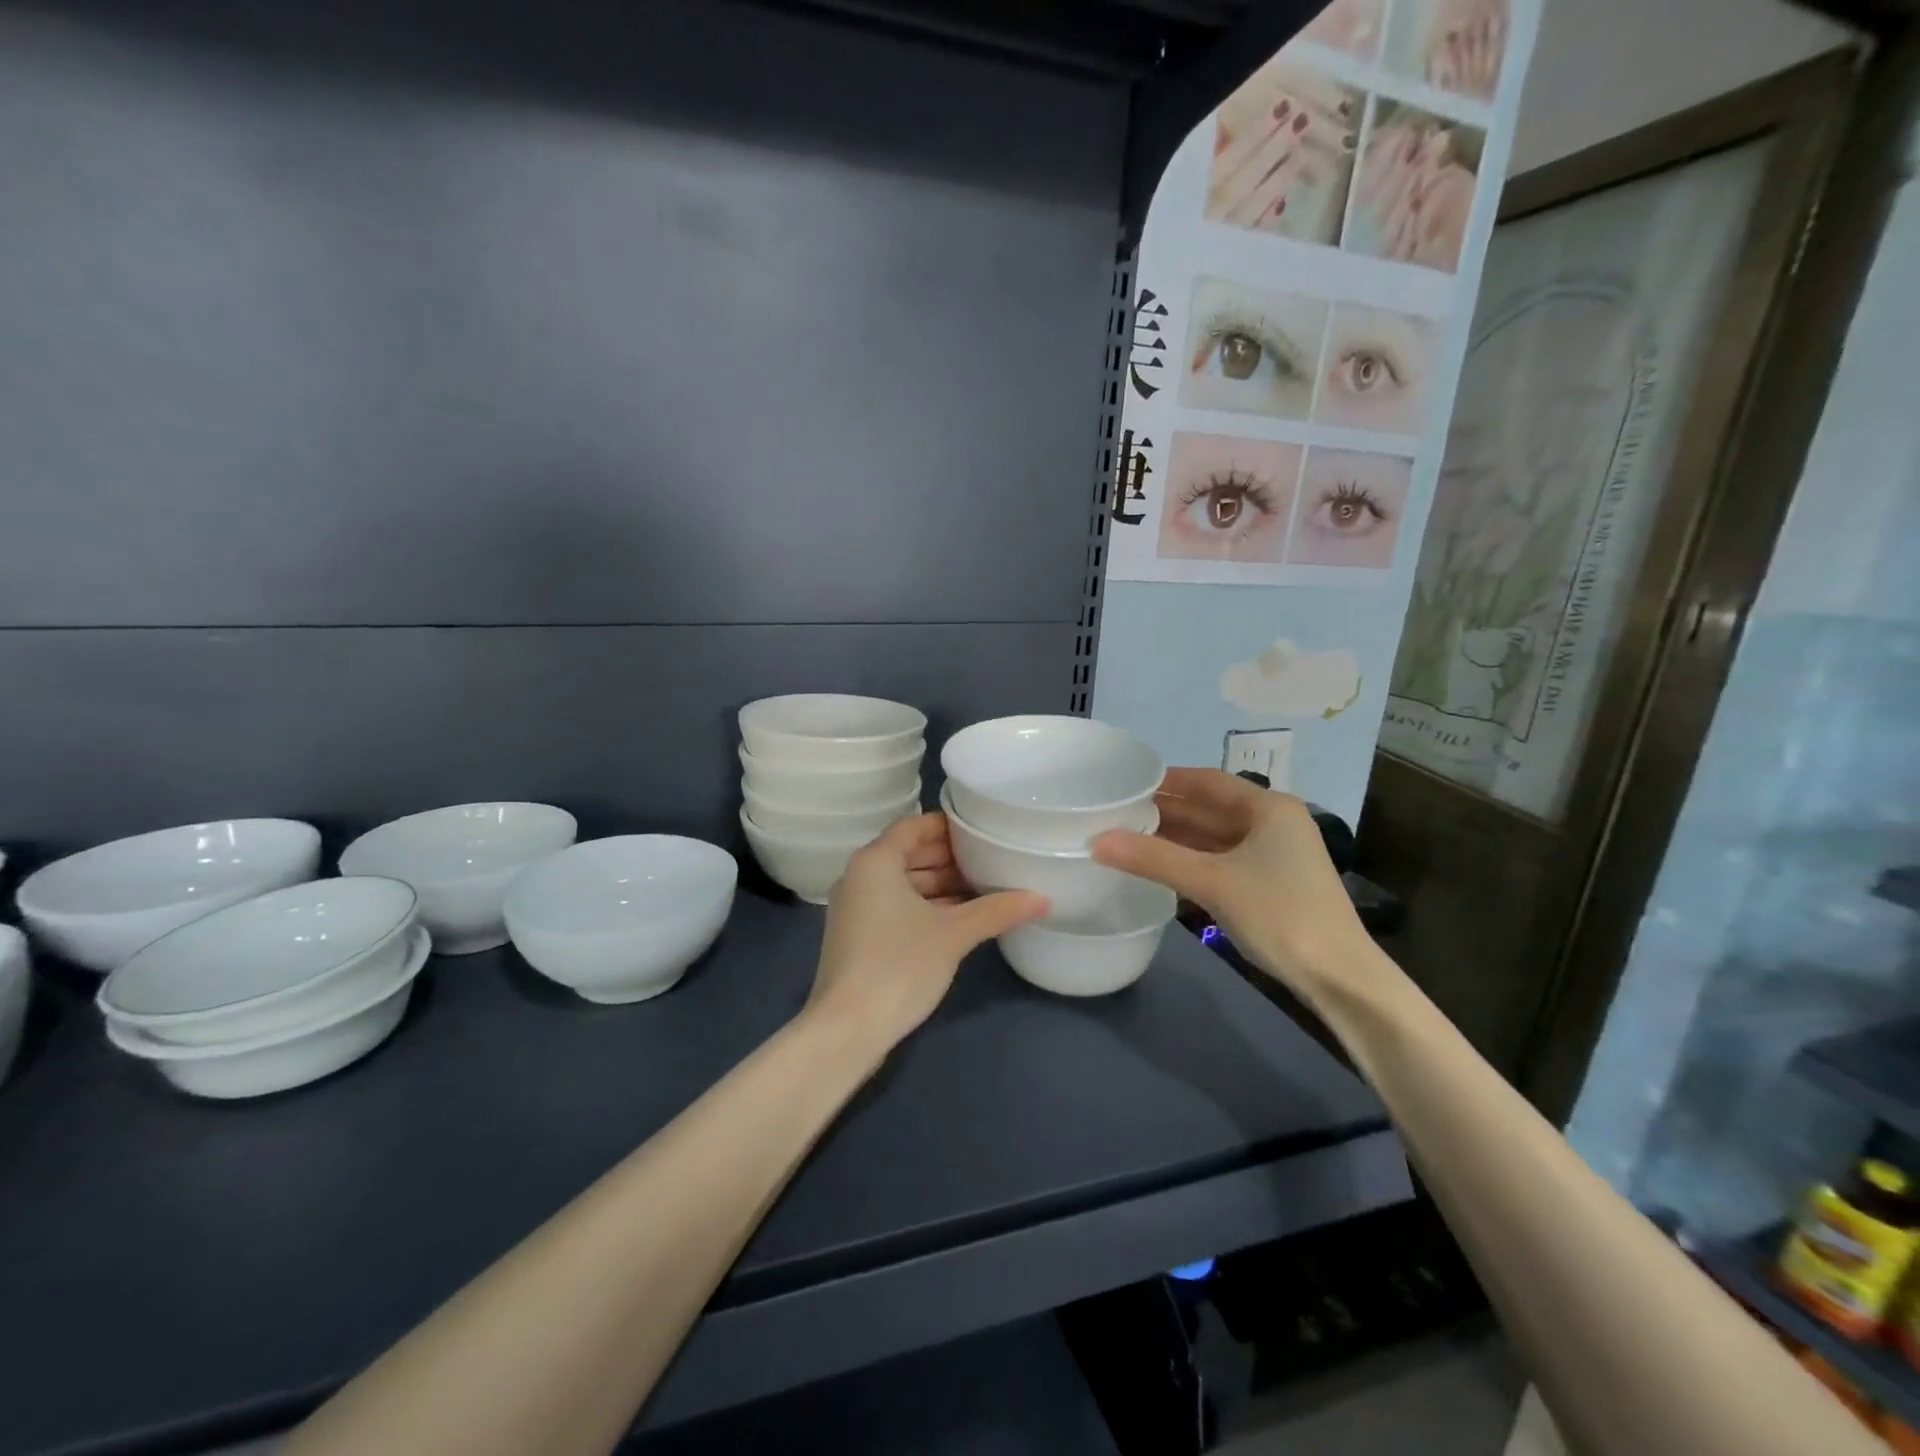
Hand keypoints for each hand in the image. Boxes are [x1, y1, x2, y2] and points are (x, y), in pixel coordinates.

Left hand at [806, 814, 1046, 1052]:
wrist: (848, 1028)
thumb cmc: (899, 965)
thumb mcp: (954, 934)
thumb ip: (997, 910)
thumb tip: (1044, 898)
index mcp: (875, 861)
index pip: (914, 826)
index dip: (948, 826)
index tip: (982, 830)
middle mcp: (860, 876)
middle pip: (909, 853)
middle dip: (949, 857)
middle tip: (991, 859)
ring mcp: (856, 907)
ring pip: (903, 882)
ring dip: (940, 884)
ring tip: (984, 888)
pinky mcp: (859, 935)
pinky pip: (895, 904)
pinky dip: (925, 905)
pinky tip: (960, 918)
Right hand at [1090, 768, 1379, 1006]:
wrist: (1340, 977)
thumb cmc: (1279, 914)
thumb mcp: (1212, 882)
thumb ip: (1153, 858)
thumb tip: (1095, 841)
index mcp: (1268, 808)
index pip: (1206, 781)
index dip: (1165, 781)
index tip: (1124, 784)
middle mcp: (1273, 823)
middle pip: (1209, 808)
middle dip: (1165, 811)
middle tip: (1116, 813)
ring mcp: (1274, 855)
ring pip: (1214, 837)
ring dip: (1175, 838)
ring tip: (1127, 838)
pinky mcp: (1270, 884)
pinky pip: (1221, 861)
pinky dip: (1191, 861)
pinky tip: (1160, 867)